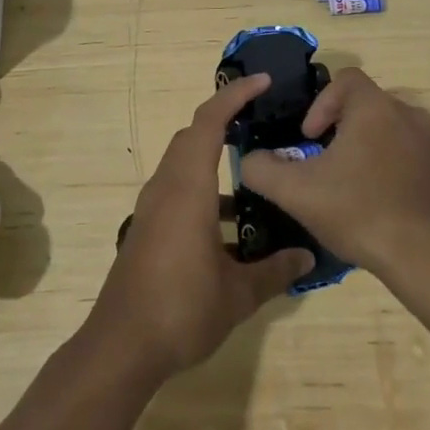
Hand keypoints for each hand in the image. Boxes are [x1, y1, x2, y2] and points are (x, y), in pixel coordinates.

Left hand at [88, 74, 313, 380]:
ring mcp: (152, 209)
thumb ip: (275, 271)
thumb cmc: (182, 309)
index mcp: (187, 188)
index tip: (262, 83)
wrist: (122, 346)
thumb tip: (307, 258)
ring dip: (215, 162)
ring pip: (184, 165)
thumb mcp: (239, 294)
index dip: (234, 96)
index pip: (208, 123)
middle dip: (225, 122)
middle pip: (192, 137)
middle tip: (261, 122)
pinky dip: (204, 193)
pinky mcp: (148, 229)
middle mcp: (166, 188)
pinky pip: (178, 192)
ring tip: (257, 180)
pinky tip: (233, 230)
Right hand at [239, 67, 429, 281]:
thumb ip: (262, 169)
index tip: (311, 138)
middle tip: (332, 164)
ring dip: (379, 152)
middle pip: (373, 107)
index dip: (322, 102)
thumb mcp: (296, 192)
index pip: (347, 79)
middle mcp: (413, 116)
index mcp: (375, 109)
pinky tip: (394, 209)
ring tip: (362, 188)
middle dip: (349, 129)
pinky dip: (407, 176)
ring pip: (401, 135)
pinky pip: (426, 164)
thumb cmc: (359, 212)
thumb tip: (249, 160)